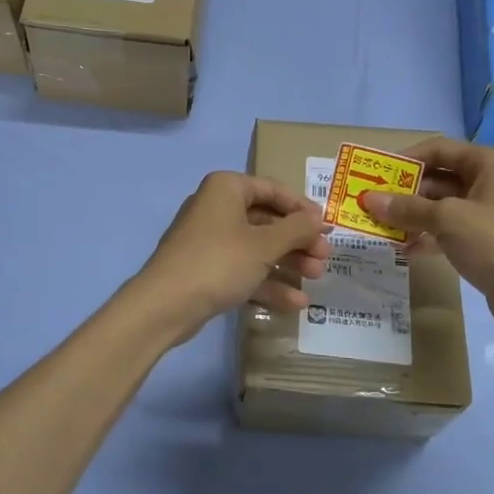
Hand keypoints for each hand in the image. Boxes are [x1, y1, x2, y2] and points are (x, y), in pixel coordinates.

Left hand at [132, 172, 332, 337]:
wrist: (166, 305)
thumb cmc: (219, 261)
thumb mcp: (264, 244)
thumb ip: (296, 229)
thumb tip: (318, 218)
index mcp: (227, 188)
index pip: (273, 189)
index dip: (303, 208)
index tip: (327, 227)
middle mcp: (216, 207)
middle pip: (267, 220)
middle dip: (298, 240)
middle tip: (325, 257)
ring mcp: (210, 240)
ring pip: (257, 247)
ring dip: (288, 262)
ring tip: (316, 278)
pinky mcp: (207, 269)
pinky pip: (243, 269)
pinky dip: (267, 282)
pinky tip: (295, 303)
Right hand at [359, 137, 493, 334]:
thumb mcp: (447, 219)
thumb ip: (407, 207)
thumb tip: (369, 200)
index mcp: (489, 163)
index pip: (439, 149)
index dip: (406, 158)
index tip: (375, 172)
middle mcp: (491, 181)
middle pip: (439, 177)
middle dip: (405, 190)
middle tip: (372, 201)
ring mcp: (489, 213)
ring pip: (442, 205)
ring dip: (412, 215)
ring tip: (380, 225)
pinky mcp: (486, 241)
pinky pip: (449, 230)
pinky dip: (427, 235)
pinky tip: (404, 248)